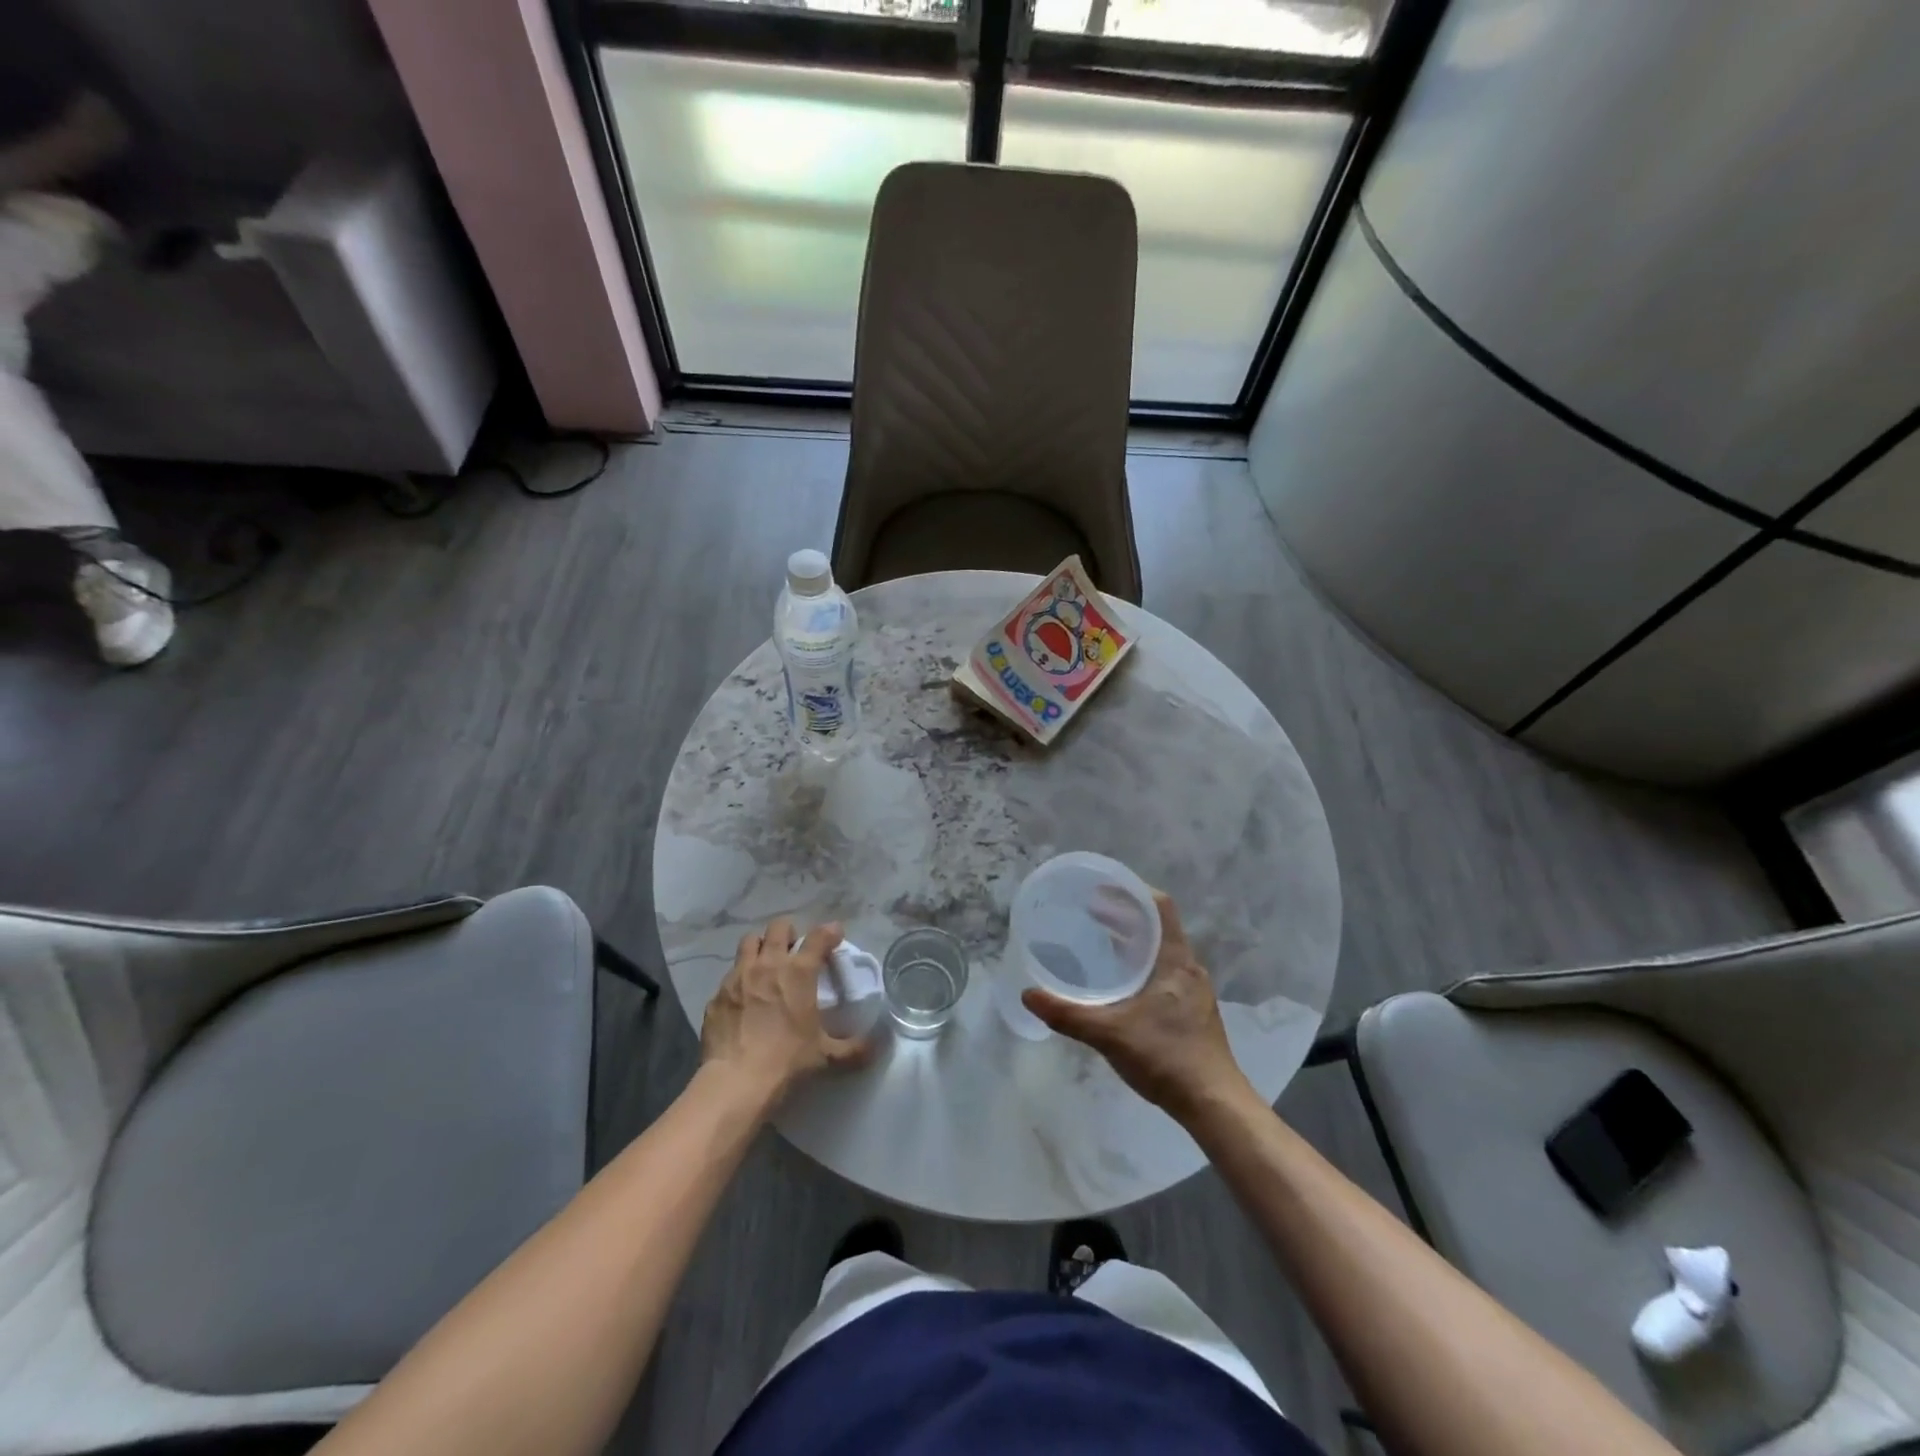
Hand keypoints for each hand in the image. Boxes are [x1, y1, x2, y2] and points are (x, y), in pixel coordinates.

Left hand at [701, 917, 868, 1106]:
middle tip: (795, 949)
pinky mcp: (717, 994)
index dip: (829, 931)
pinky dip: (740, 977)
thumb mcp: (826, 1056)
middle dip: (790, 932)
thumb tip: (877, 1046)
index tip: (835, 934)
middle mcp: (768, 964)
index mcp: (799, 973)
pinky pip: (730, 974)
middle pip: (779, 927)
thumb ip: (854, 1048)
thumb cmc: (786, 1061)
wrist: (735, 1082)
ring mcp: (738, 976)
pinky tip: (744, 996)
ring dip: (761, 945)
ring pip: (750, 941)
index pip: (818, 937)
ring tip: (766, 962)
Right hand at [1021, 892, 1249, 1120]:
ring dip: (1131, 941)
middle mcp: (1188, 967)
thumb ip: (1068, 1014)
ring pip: (1159, 951)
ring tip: (1098, 940)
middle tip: (1089, 912)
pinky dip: (1139, 964)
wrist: (1213, 1105)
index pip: (1159, 906)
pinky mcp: (1191, 1010)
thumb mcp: (1110, 1034)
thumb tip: (1028, 995)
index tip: (1101, 888)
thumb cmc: (1167, 1057)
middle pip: (1156, 927)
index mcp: (1175, 960)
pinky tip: (1118, 983)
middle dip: (1123, 915)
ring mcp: (1192, 990)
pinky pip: (1162, 971)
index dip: (1132, 891)